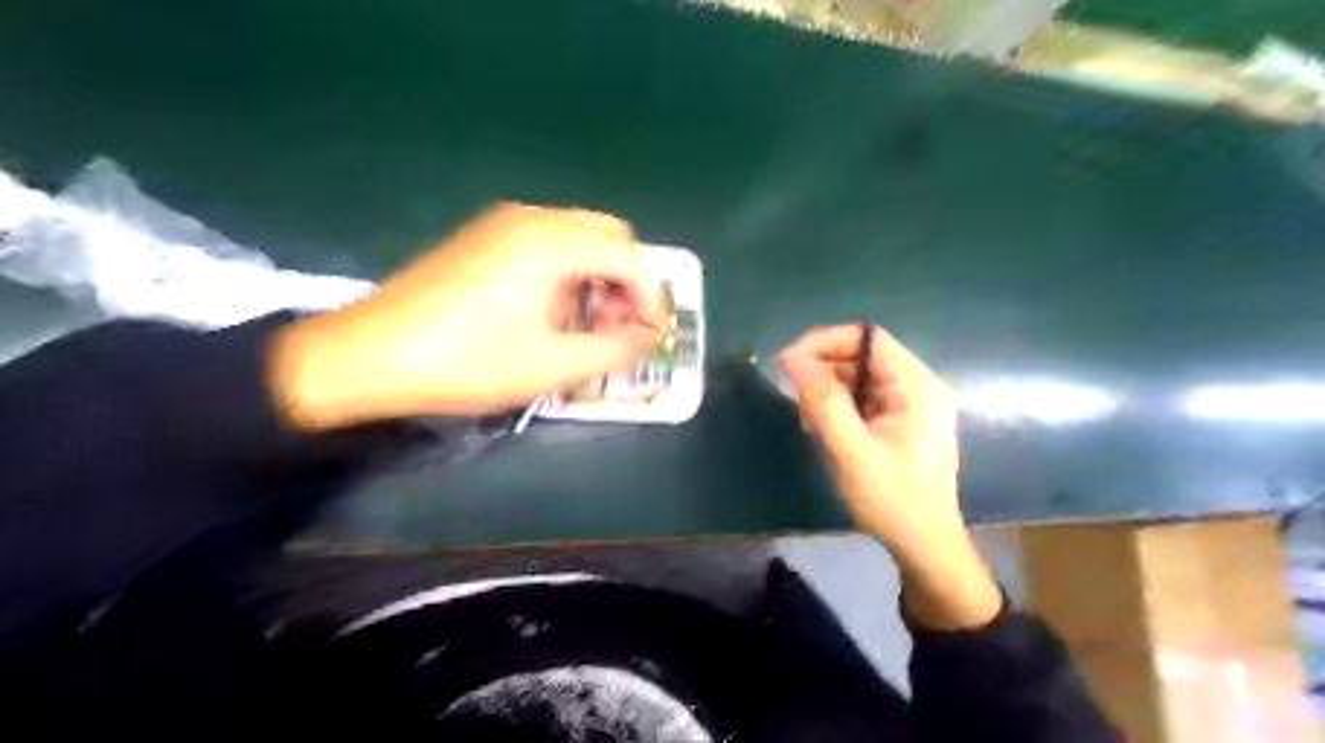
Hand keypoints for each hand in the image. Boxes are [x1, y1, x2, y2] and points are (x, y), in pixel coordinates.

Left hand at [270, 203, 662, 429]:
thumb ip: (615, 348)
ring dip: (597, 279)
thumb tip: (651, 336)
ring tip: (587, 328)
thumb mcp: (553, 365)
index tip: (648, 337)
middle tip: (618, 328)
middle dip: (626, 282)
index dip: (649, 297)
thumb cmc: (468, 362)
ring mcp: (502, 225)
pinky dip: (566, 275)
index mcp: (551, 241)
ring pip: (577, 239)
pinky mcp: (482, 240)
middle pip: (607, 236)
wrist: (368, 356)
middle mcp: (531, 219)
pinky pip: (546, 246)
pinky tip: (550, 315)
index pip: (628, 256)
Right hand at [779, 325, 998, 626]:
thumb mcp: (851, 451)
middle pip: (863, 356)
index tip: (789, 362)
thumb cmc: (892, 501)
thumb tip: (794, 359)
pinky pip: (865, 399)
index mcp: (917, 387)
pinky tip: (823, 429)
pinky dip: (840, 407)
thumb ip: (824, 402)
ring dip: (828, 392)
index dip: (825, 342)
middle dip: (824, 371)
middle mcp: (919, 386)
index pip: (868, 339)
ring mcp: (913, 404)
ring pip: (860, 378)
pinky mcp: (903, 421)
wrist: (925, 547)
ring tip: (808, 421)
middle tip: (794, 398)